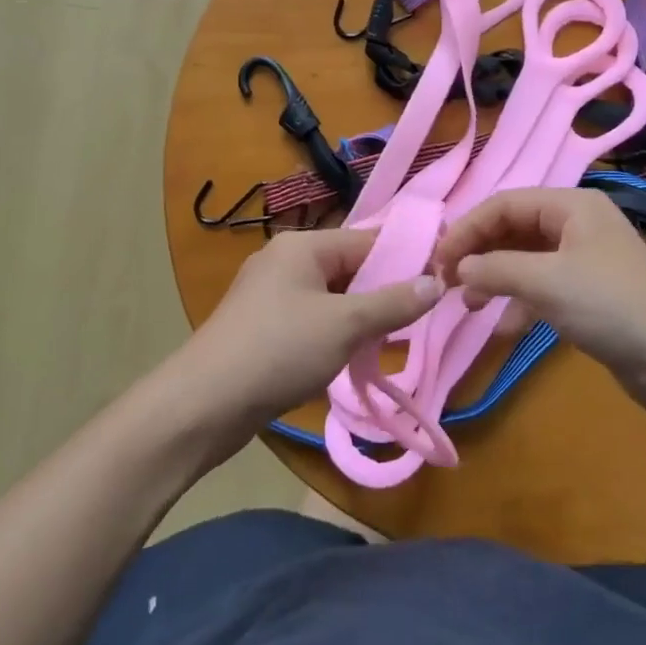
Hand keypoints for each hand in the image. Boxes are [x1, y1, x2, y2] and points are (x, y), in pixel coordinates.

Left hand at [171, 229, 441, 445]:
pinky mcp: (263, 327)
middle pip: (348, 268)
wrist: (204, 404)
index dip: (404, 259)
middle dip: (383, 292)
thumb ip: (393, 303)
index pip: (366, 240)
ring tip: (393, 340)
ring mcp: (270, 295)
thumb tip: (436, 282)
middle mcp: (285, 261)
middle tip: (421, 318)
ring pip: (332, 297)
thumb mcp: (345, 324)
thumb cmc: (279, 350)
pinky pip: (312, 319)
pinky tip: (353, 357)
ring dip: (361, 317)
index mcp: (302, 246)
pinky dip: (336, 333)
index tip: (441, 281)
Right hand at [433, 188, 645, 411]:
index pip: (503, 204)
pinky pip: (541, 285)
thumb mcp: (545, 281)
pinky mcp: (589, 292)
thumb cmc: (610, 307)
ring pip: (524, 258)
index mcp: (571, 205)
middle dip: (479, 253)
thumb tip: (457, 268)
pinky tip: (503, 326)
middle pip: (512, 228)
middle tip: (448, 283)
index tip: (438, 262)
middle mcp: (577, 223)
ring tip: (471, 305)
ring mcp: (584, 258)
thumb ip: (494, 268)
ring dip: (494, 278)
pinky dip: (519, 301)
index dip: (467, 229)